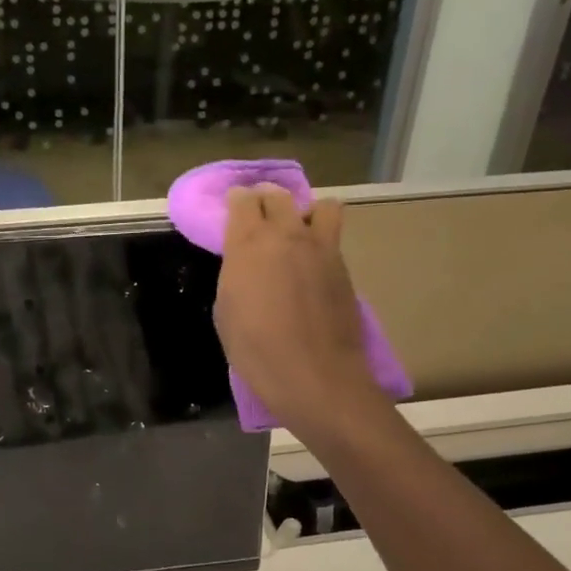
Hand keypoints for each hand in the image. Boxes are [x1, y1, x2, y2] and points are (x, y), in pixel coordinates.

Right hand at [213, 185, 373, 435]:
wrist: (314, 375)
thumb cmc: (256, 350)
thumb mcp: (226, 310)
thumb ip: (235, 274)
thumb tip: (245, 263)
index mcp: (248, 244)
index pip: (242, 200)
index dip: (236, 201)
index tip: (232, 210)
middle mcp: (286, 234)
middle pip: (278, 195)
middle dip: (266, 198)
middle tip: (260, 214)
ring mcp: (321, 247)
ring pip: (319, 205)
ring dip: (305, 211)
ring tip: (297, 231)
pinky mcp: (343, 265)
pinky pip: (332, 236)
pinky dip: (321, 239)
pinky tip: (311, 262)